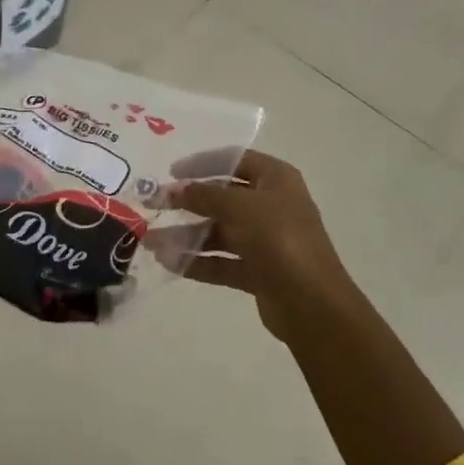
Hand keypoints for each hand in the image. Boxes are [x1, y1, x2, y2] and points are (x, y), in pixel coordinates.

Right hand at [167, 149, 355, 342]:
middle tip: (153, 205)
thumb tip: (175, 189)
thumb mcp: (240, 206)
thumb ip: (204, 194)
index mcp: (276, 179)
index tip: (171, 172)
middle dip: (187, 203)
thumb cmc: (279, 239)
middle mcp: (271, 205)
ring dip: (186, 236)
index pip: (235, 160)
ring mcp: (266, 240)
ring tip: (151, 241)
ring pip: (219, 232)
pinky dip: (197, 261)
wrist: (312, 304)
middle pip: (222, 197)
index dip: (202, 163)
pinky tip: (168, 263)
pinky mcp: (258, 271)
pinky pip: (222, 261)